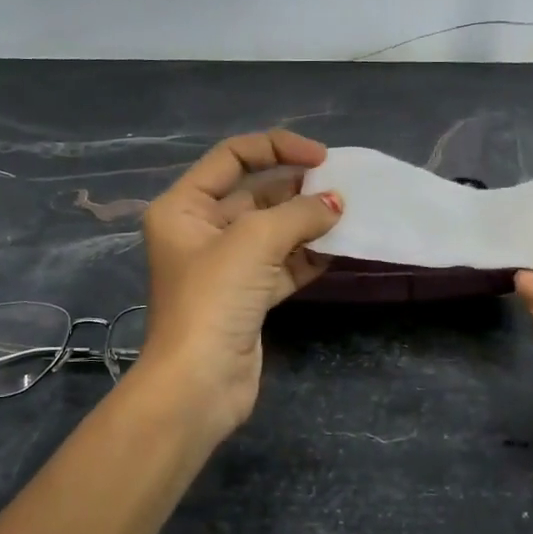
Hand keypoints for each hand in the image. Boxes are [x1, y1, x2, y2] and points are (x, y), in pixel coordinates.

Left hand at [135, 130, 343, 441]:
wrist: (198, 385)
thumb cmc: (214, 299)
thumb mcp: (255, 241)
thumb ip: (300, 213)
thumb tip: (337, 203)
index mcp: (184, 207)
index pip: (232, 157)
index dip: (277, 148)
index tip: (321, 157)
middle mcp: (200, 231)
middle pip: (256, 194)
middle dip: (298, 189)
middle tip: (342, 189)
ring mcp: (225, 266)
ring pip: (273, 231)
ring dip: (308, 223)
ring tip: (348, 216)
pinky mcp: (247, 297)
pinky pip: (282, 265)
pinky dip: (308, 256)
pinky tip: (339, 249)